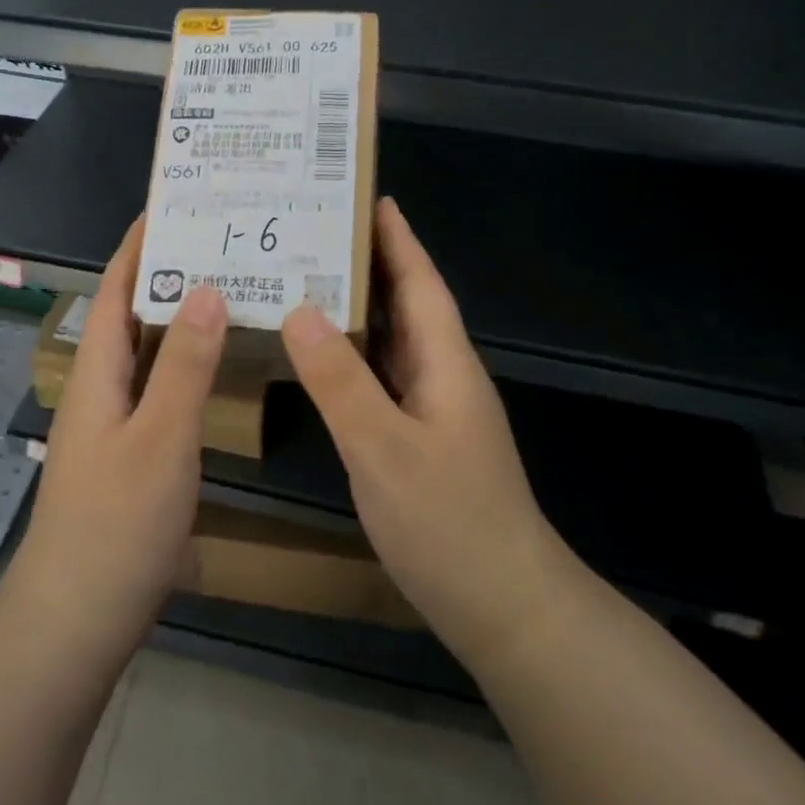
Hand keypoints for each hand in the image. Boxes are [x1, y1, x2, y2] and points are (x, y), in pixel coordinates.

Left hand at [8, 219, 227, 669]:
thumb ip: (185, 365)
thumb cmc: (117, 523)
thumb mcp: (161, 438)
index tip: (175, 204)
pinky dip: (189, 361)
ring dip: (183, 316)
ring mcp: (115, 421)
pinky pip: (162, 385)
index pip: (117, 287)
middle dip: (171, 271)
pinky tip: (221, 362)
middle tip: (225, 241)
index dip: (140, 244)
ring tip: (233, 286)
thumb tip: (206, 288)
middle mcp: (102, 386)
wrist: (76, 618)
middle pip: (134, 312)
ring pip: (151, 350)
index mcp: (98, 371)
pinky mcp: (132, 451)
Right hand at [281, 197, 563, 668]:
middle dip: (369, 263)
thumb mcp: (383, 448)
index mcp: (445, 363)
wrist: (505, 606)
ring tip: (306, 279)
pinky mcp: (421, 439)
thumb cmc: (449, 521)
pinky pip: (383, 377)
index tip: (368, 197)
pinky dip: (353, 355)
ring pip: (393, 341)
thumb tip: (299, 308)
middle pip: (406, 303)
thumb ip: (340, 380)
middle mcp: (443, 375)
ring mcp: (434, 410)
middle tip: (315, 233)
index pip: (420, 282)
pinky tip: (321, 356)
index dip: (397, 238)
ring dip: (358, 308)